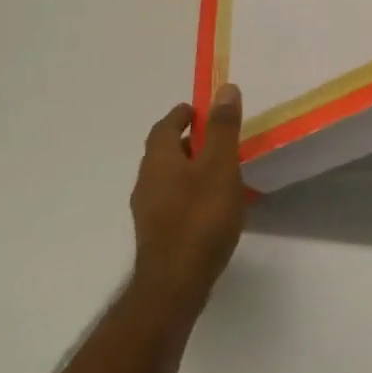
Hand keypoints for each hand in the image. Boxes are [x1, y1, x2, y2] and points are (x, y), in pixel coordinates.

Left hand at [128, 85, 245, 321]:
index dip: (181, 115)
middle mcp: (147, 181)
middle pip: (163, 151)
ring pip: (167, 177)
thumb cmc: (201, 217)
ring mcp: (149, 211)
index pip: (164, 127)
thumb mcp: (220, 166)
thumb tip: (224, 88)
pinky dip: (188, 190)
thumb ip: (222, 128)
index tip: (199, 109)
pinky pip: (172, 200)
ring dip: (187, 166)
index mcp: (159, 160)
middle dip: (185, 139)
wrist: (176, 284)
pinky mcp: (157, 234)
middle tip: (213, 135)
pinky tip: (210, 203)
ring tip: (217, 168)